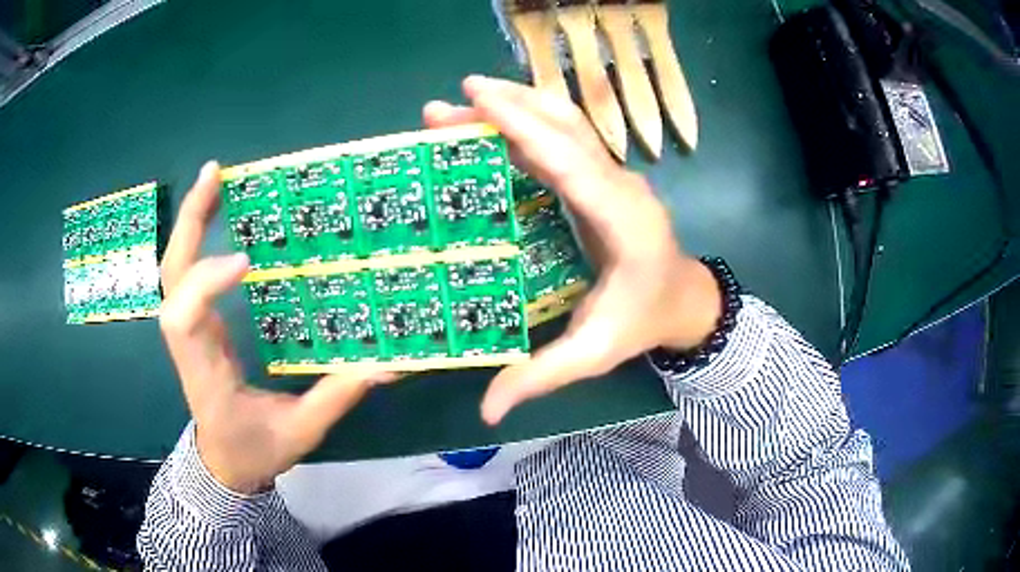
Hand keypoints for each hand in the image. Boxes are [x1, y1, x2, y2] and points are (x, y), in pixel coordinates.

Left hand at [159, 162, 394, 493]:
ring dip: (191, 220)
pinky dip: (196, 236)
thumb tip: (387, 365)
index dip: (205, 283)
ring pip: (174, 268)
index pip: (185, 320)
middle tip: (214, 175)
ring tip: (214, 178)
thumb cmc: (254, 450)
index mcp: (205, 374)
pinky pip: (187, 273)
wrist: (223, 463)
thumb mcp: (300, 433)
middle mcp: (188, 344)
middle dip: (189, 223)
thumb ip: (337, 397)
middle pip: (172, 276)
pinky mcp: (196, 321)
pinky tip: (215, 211)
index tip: (244, 261)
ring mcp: (189, 329)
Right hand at [424, 76, 721, 424]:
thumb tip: (487, 412)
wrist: (685, 299)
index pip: (571, 161)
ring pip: (566, 123)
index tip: (477, 102)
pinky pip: (565, 138)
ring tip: (462, 105)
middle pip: (564, 128)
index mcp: (623, 222)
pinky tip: (494, 125)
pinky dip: (527, 123)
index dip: (524, 126)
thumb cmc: (643, 322)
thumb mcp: (594, 354)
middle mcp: (621, 185)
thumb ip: (541, 376)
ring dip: (515, 106)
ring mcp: (615, 175)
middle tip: (444, 105)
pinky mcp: (604, 176)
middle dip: (505, 106)